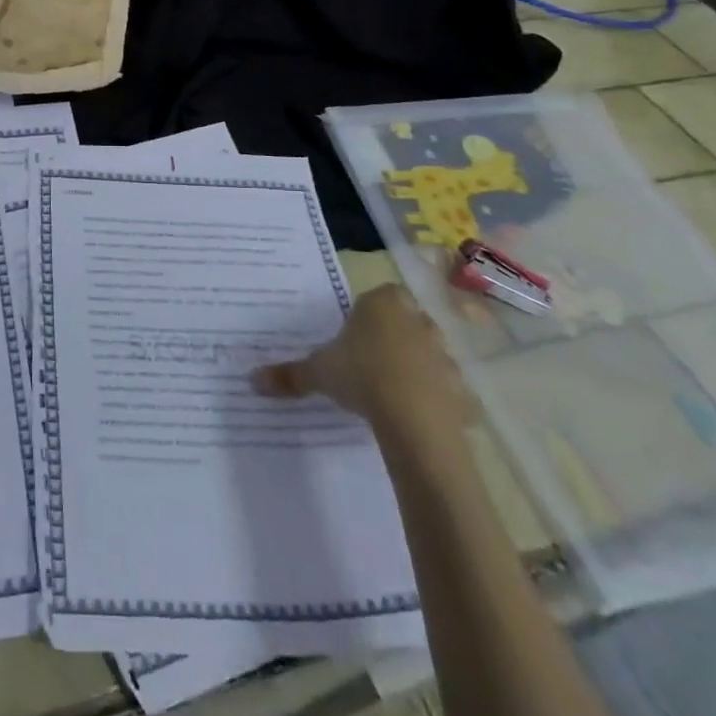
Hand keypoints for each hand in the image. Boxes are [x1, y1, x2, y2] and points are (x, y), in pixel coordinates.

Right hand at [252, 284, 471, 453]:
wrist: (414, 418)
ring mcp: (445, 352)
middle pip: (404, 322)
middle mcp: (418, 319)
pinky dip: (434, 400)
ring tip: (389, 394)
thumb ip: (289, 374)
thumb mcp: (318, 372)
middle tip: (367, 364)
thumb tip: (253, 379)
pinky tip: (415, 417)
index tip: (351, 338)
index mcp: (383, 302)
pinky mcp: (463, 387)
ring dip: (413, 368)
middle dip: (390, 338)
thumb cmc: (361, 375)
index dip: (365, 316)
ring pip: (427, 354)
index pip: (377, 297)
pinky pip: (446, 389)